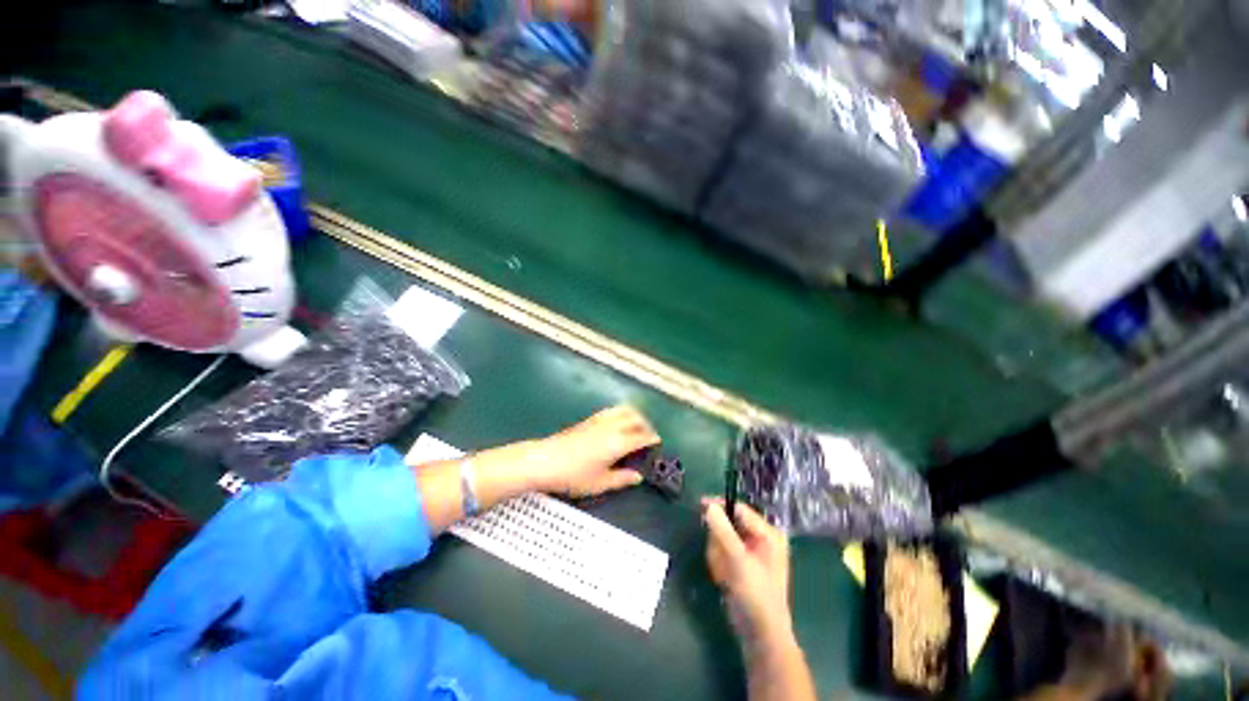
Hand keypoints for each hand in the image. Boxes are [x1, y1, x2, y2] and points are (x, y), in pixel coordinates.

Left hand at [531, 405, 659, 497]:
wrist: (545, 460)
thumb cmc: (573, 475)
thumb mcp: (600, 483)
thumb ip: (622, 479)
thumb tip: (638, 476)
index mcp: (618, 443)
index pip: (641, 436)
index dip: (652, 439)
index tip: (658, 442)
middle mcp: (612, 427)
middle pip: (636, 419)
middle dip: (646, 425)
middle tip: (648, 436)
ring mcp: (600, 420)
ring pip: (624, 410)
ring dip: (635, 416)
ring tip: (636, 427)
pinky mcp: (590, 419)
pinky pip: (612, 410)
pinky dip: (622, 413)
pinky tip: (618, 423)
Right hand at [703, 498, 793, 646]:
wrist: (760, 634)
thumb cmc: (756, 595)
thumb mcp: (739, 560)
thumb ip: (723, 531)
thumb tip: (709, 506)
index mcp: (768, 533)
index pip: (739, 509)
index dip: (720, 506)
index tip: (699, 506)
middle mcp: (760, 539)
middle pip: (728, 524)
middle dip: (719, 541)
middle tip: (720, 558)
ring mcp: (750, 552)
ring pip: (721, 539)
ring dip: (718, 555)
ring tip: (724, 574)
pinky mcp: (740, 564)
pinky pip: (722, 553)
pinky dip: (719, 564)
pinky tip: (723, 580)